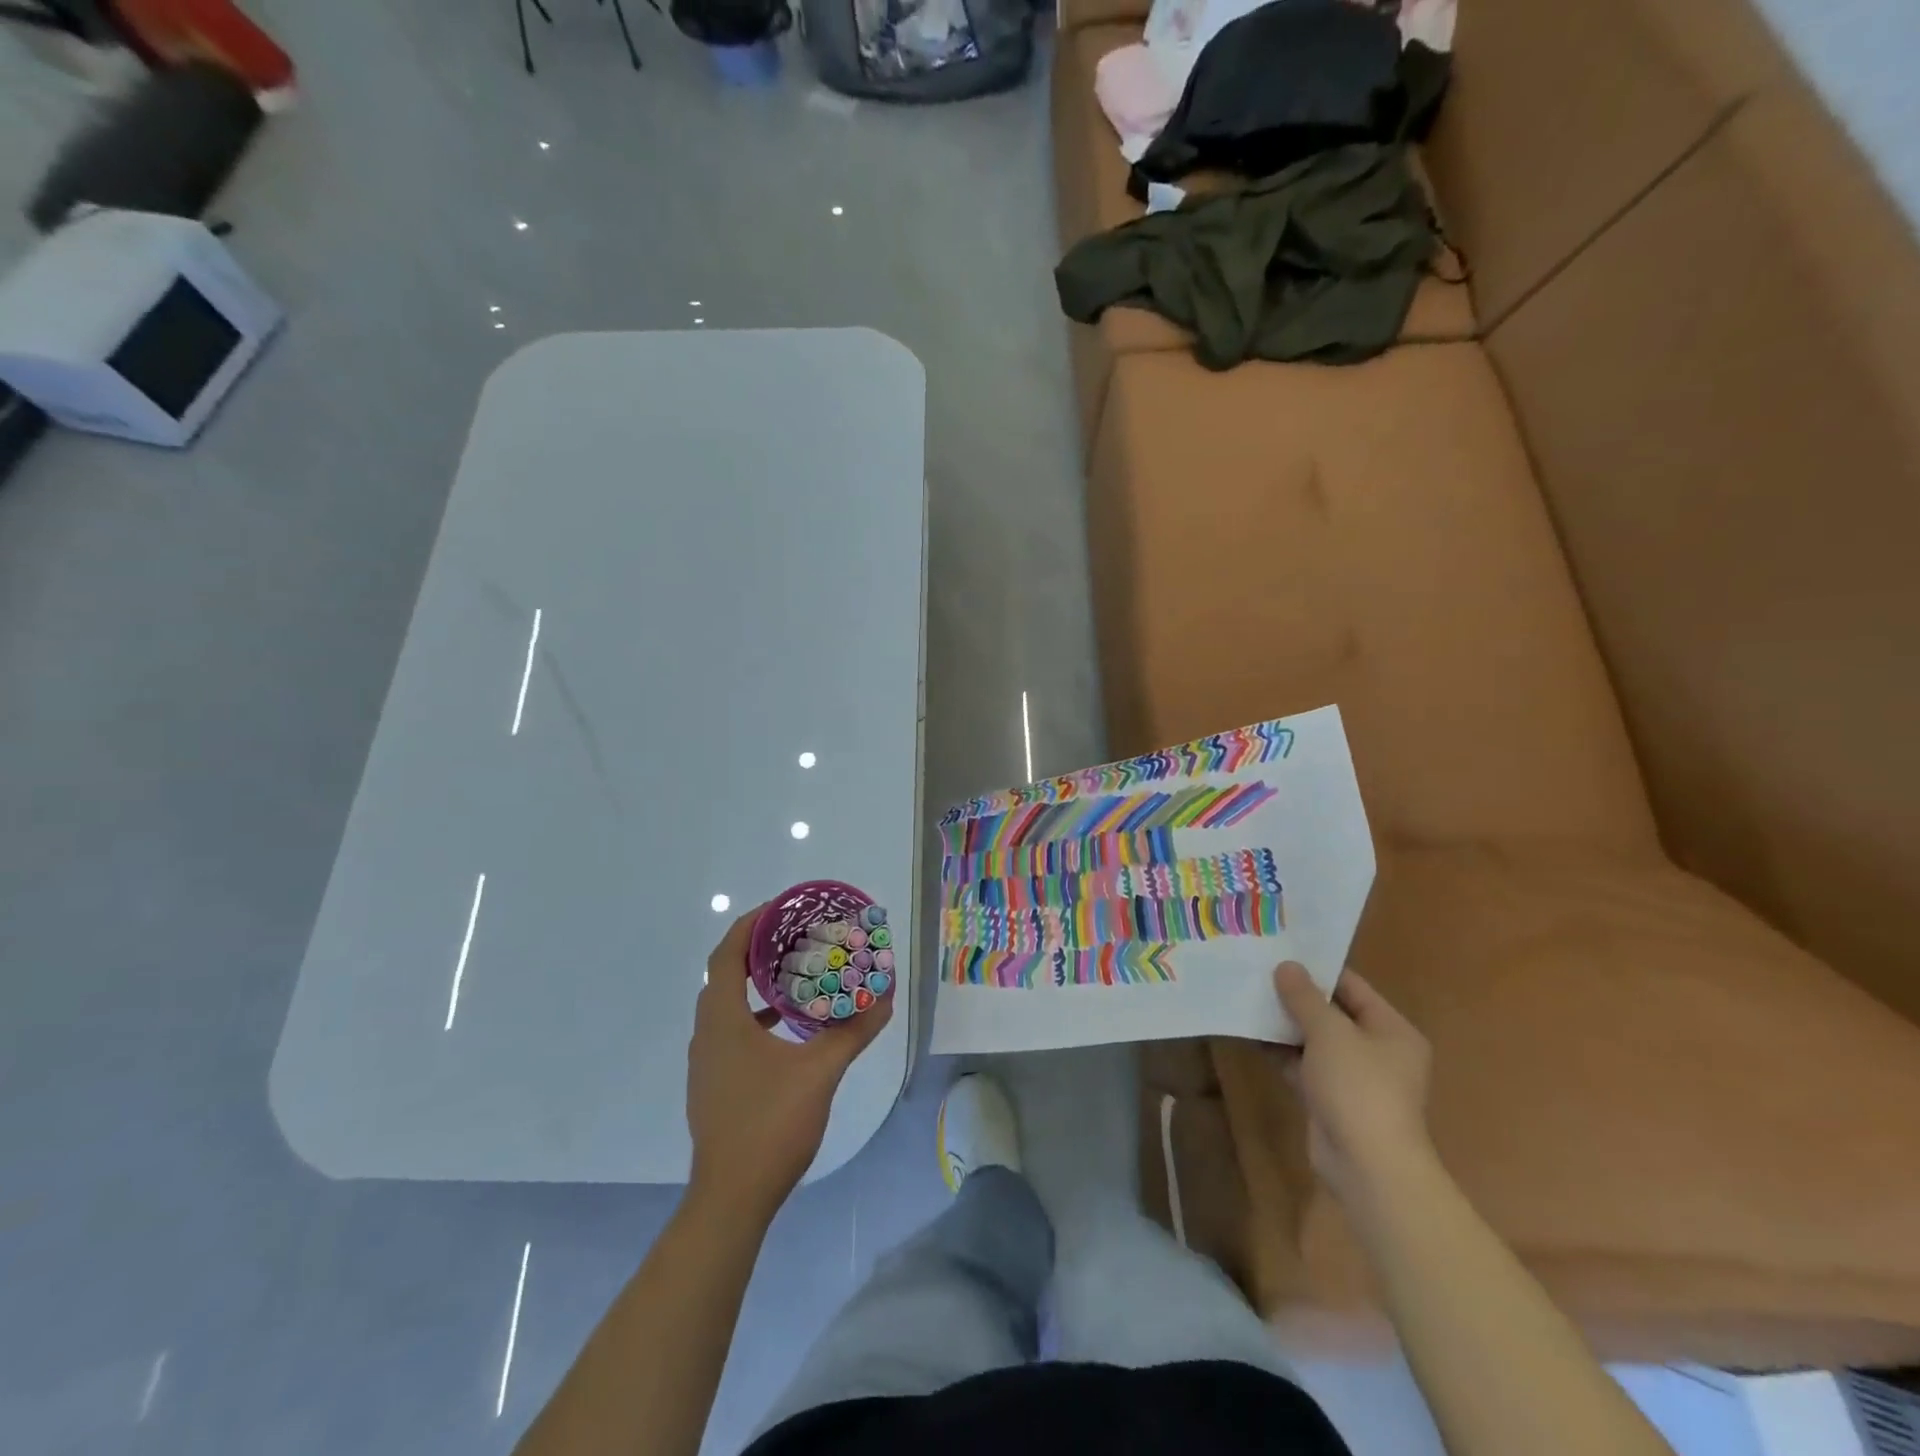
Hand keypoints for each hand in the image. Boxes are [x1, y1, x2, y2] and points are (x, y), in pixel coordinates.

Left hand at [685, 907, 892, 1220]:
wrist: (731, 1198)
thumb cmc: (770, 1125)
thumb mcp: (820, 1072)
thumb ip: (852, 1031)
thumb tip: (885, 998)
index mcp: (723, 1020)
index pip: (727, 954)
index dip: (750, 924)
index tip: (781, 908)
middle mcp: (707, 1033)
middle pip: (725, 974)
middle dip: (757, 949)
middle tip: (796, 935)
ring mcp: (706, 1061)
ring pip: (727, 1004)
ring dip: (756, 983)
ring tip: (795, 972)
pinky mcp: (713, 1083)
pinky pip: (731, 1030)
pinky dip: (756, 1014)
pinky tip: (787, 1027)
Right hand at [1272, 962, 1433, 1206]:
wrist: (1367, 1167)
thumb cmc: (1358, 1088)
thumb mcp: (1329, 1033)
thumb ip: (1305, 998)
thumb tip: (1286, 966)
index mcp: (1391, 1029)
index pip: (1352, 986)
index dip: (1316, 969)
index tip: (1280, 952)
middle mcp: (1377, 1050)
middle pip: (1331, 1012)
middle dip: (1295, 996)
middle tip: (1257, 972)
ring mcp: (1353, 1077)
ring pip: (1313, 1039)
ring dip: (1284, 1023)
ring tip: (1247, 997)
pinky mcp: (1330, 1099)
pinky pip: (1302, 1065)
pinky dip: (1280, 1051)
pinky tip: (1249, 1034)